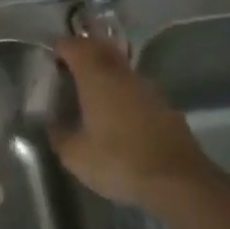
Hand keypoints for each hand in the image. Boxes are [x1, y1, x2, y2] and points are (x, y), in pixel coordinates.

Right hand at [52, 36, 218, 209]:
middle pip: (100, 49)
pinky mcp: (164, 106)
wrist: (178, 181)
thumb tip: (54, 125)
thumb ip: (59, 134)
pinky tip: (117, 115)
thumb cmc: (119, 161)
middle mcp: (122, 74)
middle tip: (68, 68)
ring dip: (104, 71)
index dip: (61, 48)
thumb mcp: (75, 155)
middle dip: (83, 52)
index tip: (51, 60)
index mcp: (96, 77)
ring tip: (90, 93)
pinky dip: (122, 92)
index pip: (75, 46)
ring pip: (120, 68)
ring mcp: (147, 88)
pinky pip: (136, 88)